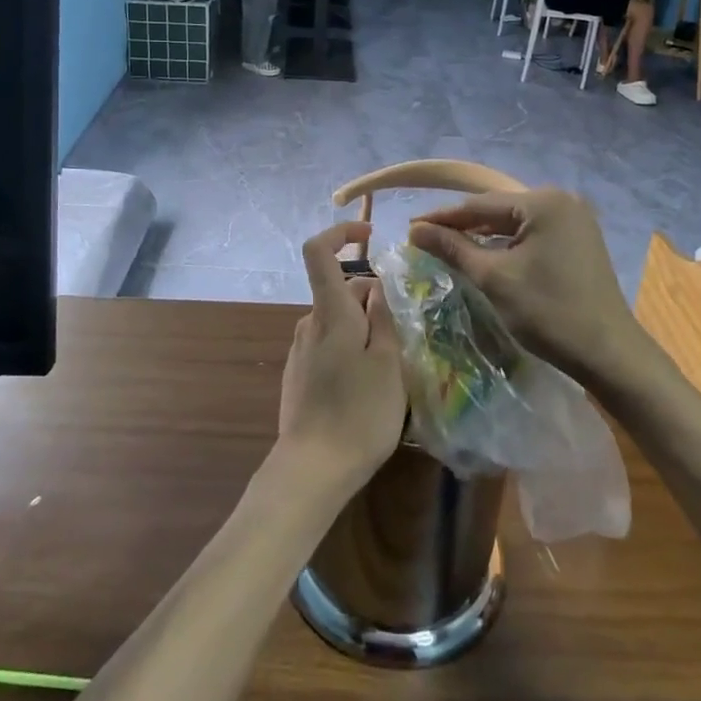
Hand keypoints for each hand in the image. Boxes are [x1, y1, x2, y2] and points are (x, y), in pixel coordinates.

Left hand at [276, 222, 406, 489]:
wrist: (312, 469)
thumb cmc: (360, 412)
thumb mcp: (387, 363)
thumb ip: (382, 318)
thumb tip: (376, 286)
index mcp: (330, 313)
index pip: (319, 251)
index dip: (340, 232)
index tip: (369, 234)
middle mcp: (309, 323)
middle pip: (340, 290)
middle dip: (372, 299)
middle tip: (401, 335)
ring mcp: (300, 350)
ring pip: (337, 321)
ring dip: (363, 328)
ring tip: (389, 368)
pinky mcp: (298, 374)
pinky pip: (328, 345)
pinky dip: (350, 348)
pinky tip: (366, 387)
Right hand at [409, 189, 647, 390]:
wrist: (609, 352)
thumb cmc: (548, 312)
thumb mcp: (494, 278)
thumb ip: (453, 248)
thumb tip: (415, 230)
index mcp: (544, 202)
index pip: (480, 206)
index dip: (442, 218)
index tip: (410, 229)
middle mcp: (562, 200)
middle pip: (499, 210)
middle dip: (463, 226)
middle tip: (426, 238)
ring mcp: (575, 220)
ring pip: (516, 223)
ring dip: (485, 236)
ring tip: (449, 247)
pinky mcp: (579, 240)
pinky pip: (533, 234)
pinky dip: (509, 245)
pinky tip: (487, 256)